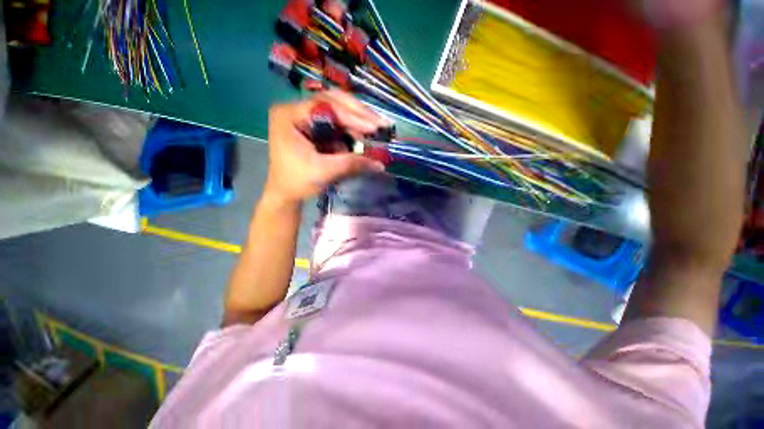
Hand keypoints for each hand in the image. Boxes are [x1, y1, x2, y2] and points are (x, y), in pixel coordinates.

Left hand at [264, 90, 386, 204]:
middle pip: (332, 102)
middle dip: (358, 114)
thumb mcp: (324, 171)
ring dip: (357, 122)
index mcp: (290, 115)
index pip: (326, 106)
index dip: (353, 116)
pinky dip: (351, 131)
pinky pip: (336, 124)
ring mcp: (305, 118)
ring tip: (375, 131)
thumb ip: (351, 164)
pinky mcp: (314, 129)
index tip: (374, 127)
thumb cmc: (297, 182)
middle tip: (380, 123)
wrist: (285, 194)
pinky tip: (363, 137)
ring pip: (337, 112)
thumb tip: (380, 164)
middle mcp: (297, 110)